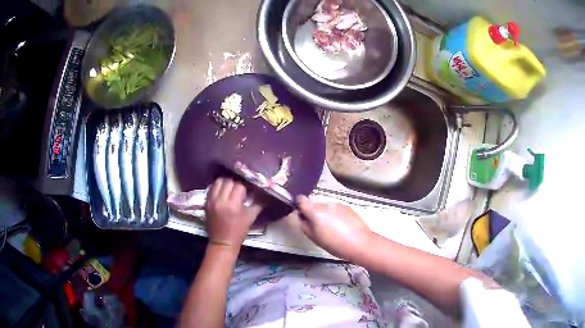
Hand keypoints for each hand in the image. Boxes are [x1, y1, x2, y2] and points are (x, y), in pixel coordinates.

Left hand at [205, 178, 262, 249]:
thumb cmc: (239, 231)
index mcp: (233, 205)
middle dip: (236, 182)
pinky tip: (223, 191)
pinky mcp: (206, 202)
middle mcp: (221, 200)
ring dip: (226, 182)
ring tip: (231, 187)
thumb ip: (258, 203)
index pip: (239, 185)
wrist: (222, 242)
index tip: (249, 188)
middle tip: (241, 187)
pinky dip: (218, 187)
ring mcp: (212, 201)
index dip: (245, 186)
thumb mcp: (251, 217)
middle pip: (229, 181)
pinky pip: (212, 188)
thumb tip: (264, 192)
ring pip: (219, 182)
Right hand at [296, 196, 373, 261]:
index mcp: (315, 212)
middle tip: (318, 226)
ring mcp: (338, 204)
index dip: (299, 204)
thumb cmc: (335, 244)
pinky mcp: (348, 207)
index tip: (301, 211)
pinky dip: (335, 215)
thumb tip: (301, 216)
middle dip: (314, 212)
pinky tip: (342, 226)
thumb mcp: (315, 238)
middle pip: (315, 204)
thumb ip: (304, 225)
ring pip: (326, 207)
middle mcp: (326, 204)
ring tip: (332, 228)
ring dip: (325, 214)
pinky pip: (336, 209)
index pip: (302, 200)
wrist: (360, 243)